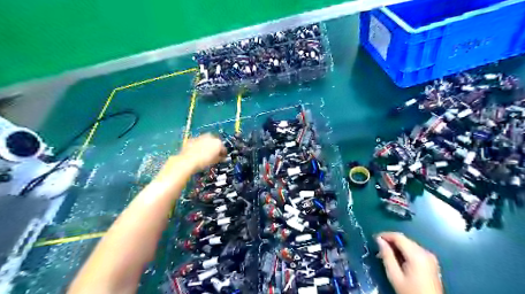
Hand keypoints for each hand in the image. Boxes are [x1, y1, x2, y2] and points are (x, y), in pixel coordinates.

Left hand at [179, 133, 225, 172]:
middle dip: (215, 148)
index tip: (221, 158)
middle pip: (215, 142)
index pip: (223, 148)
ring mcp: (201, 137)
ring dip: (207, 145)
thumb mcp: (215, 161)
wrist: (187, 161)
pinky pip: (198, 142)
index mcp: (218, 142)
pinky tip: (197, 152)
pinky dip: (199, 145)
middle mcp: (210, 137)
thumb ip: (220, 158)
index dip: (223, 154)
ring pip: (206, 141)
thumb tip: (222, 158)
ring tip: (204, 153)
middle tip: (213, 155)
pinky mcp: (192, 138)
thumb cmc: (203, 162)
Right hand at [378, 232, 441, 293]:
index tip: (374, 239)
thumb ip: (386, 255)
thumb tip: (379, 240)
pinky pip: (415, 250)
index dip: (385, 235)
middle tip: (378, 249)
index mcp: (417, 254)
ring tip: (386, 255)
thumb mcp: (394, 275)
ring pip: (409, 244)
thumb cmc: (410, 291)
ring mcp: (430, 257)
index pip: (398, 237)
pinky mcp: (431, 262)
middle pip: (404, 239)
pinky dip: (404, 251)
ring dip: (397, 247)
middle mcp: (425, 252)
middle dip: (390, 242)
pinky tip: (398, 259)